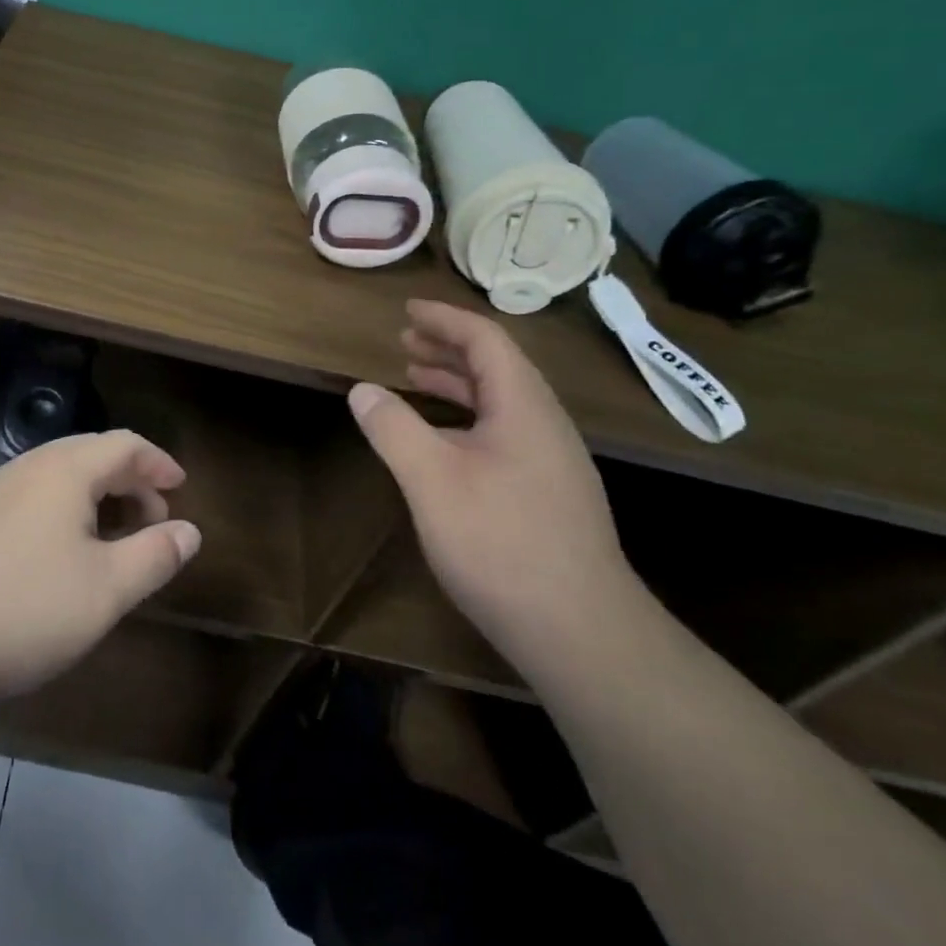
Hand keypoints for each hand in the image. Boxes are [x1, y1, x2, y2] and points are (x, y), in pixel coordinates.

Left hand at [0, 431, 201, 706]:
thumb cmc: (25, 610)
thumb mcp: (105, 590)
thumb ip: (155, 555)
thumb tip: (190, 531)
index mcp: (64, 470)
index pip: (124, 445)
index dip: (158, 462)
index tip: (181, 487)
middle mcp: (28, 466)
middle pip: (91, 453)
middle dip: (129, 479)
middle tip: (153, 516)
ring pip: (58, 474)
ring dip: (96, 494)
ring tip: (112, 534)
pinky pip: (31, 494)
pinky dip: (63, 507)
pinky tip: (60, 550)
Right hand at [348, 299, 640, 669]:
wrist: (582, 634)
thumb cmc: (502, 544)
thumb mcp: (432, 481)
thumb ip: (394, 428)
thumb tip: (363, 390)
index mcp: (524, 407)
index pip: (486, 341)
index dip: (445, 320)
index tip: (407, 310)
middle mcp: (545, 425)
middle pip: (497, 367)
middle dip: (448, 348)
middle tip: (404, 342)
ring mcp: (553, 462)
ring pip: (502, 402)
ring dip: (457, 383)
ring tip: (414, 379)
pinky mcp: (550, 495)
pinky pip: (504, 432)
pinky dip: (467, 418)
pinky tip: (443, 443)